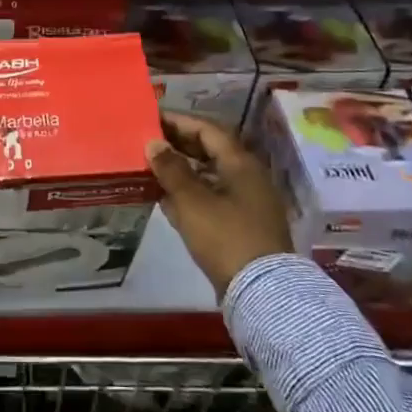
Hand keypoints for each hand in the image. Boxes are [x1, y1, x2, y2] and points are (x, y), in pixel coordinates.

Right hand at [146, 112, 293, 298]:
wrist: (263, 292)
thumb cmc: (225, 236)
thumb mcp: (192, 201)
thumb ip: (171, 169)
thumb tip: (153, 143)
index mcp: (240, 163)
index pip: (208, 130)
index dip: (179, 122)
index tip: (152, 119)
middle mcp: (247, 177)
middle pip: (210, 151)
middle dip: (179, 145)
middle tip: (148, 143)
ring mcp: (247, 203)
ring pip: (209, 176)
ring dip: (182, 171)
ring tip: (151, 169)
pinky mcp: (242, 226)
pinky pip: (212, 199)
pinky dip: (190, 195)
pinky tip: (166, 200)